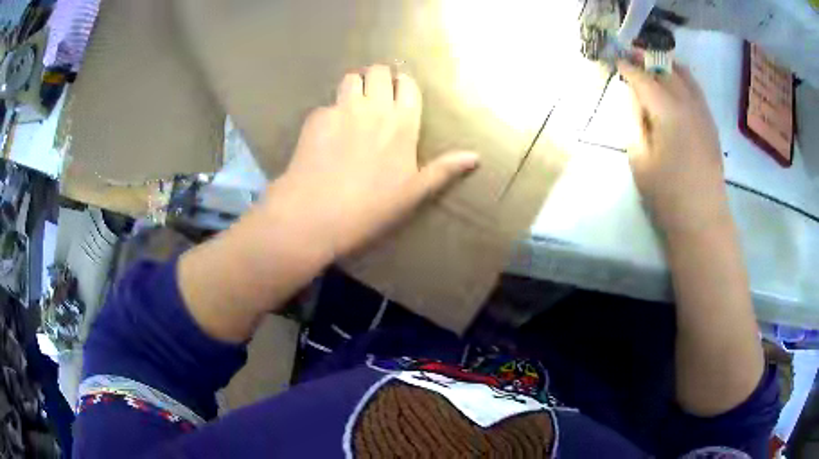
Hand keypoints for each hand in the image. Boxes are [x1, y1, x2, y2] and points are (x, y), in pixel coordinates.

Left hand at [263, 65, 479, 259]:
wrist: (315, 215)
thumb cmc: (370, 207)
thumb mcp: (414, 193)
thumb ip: (444, 169)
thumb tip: (475, 157)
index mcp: (402, 124)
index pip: (407, 85)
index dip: (403, 85)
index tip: (399, 95)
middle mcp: (374, 108)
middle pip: (379, 71)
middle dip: (379, 79)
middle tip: (375, 99)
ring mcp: (342, 109)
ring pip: (351, 78)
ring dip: (355, 87)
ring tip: (352, 108)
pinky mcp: (316, 118)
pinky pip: (327, 104)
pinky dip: (330, 113)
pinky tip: (326, 137)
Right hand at [618, 59, 728, 233]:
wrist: (702, 218)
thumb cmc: (667, 194)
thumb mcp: (639, 158)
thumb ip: (635, 122)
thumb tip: (635, 99)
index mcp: (666, 110)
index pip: (643, 78)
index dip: (628, 67)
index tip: (617, 61)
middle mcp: (687, 103)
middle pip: (665, 70)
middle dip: (647, 60)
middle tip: (633, 58)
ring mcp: (702, 112)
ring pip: (684, 76)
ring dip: (667, 66)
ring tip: (655, 65)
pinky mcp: (711, 124)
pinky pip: (696, 90)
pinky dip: (684, 80)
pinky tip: (677, 84)